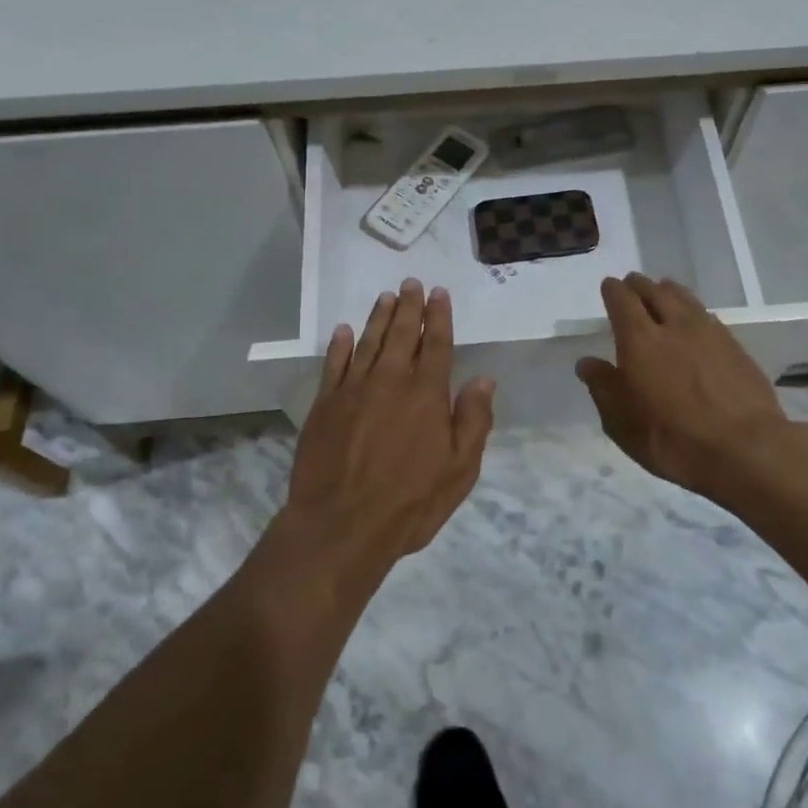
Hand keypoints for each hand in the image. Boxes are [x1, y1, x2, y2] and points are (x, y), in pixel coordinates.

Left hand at [282, 279, 495, 573]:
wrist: (341, 525)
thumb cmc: (410, 503)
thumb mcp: (460, 470)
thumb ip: (473, 421)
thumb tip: (483, 380)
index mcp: (426, 394)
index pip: (436, 344)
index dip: (438, 316)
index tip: (438, 293)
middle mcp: (390, 381)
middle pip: (401, 334)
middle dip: (408, 306)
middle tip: (411, 283)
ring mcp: (353, 390)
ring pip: (368, 342)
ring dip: (378, 317)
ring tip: (386, 297)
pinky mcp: (324, 405)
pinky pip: (333, 364)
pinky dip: (340, 345)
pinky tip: (344, 331)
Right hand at [576, 273, 794, 504]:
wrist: (746, 449)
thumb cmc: (673, 439)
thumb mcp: (622, 423)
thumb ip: (603, 388)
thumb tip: (587, 363)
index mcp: (640, 341)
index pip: (622, 301)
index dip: (613, 291)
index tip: (609, 286)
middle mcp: (674, 326)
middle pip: (655, 292)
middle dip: (640, 285)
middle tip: (632, 284)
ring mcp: (710, 333)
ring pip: (685, 299)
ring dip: (669, 291)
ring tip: (663, 290)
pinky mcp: (735, 347)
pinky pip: (708, 316)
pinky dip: (694, 311)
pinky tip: (695, 320)